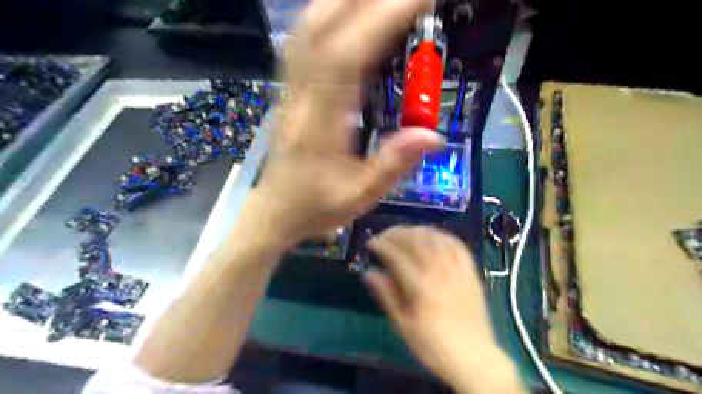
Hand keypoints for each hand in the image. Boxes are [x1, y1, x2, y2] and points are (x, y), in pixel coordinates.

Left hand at [258, 0, 442, 243]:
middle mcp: (301, 96)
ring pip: (308, 29)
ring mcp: (291, 90)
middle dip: (363, 0)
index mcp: (321, 122)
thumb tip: (433, 135)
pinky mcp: (290, 90)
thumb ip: (393, 165)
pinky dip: (325, 17)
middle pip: (321, 28)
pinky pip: (304, 42)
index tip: (418, 0)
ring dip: (341, 2)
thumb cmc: (316, 206)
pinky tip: (346, 13)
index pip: (347, 57)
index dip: (381, 20)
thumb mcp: (359, 196)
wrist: (276, 210)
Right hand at [364, 226, 501, 389]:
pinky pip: (457, 244)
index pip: (396, 255)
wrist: (473, 357)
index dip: (381, 245)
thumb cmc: (433, 345)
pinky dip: (442, 235)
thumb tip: (368, 273)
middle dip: (396, 233)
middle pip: (415, 240)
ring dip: (417, 231)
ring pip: (435, 238)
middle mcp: (439, 271)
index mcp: (421, 286)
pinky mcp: (471, 271)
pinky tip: (433, 236)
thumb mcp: (403, 325)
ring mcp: (458, 268)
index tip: (371, 242)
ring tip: (405, 233)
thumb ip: (386, 295)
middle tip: (385, 236)